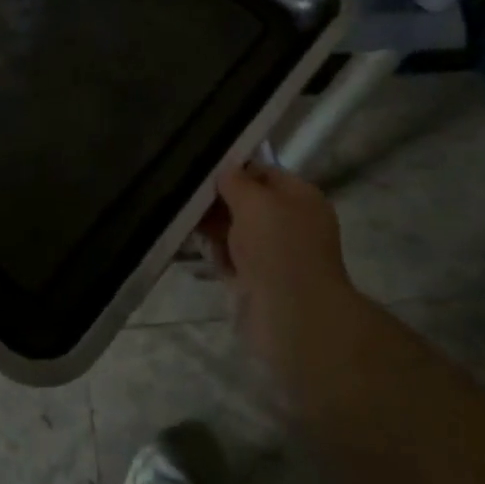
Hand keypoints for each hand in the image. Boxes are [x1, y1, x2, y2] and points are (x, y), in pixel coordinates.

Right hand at [202, 160, 355, 373]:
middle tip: (184, 192)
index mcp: (301, 197)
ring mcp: (274, 254)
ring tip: (183, 217)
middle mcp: (291, 222)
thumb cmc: (277, 246)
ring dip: (212, 226)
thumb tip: (224, 171)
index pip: (263, 172)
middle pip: (247, 202)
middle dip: (218, 199)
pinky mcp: (257, 280)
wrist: (291, 315)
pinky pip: (230, 257)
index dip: (234, 169)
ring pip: (235, 230)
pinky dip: (215, 253)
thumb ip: (235, 180)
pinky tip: (192, 244)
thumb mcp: (254, 200)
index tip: (201, 167)